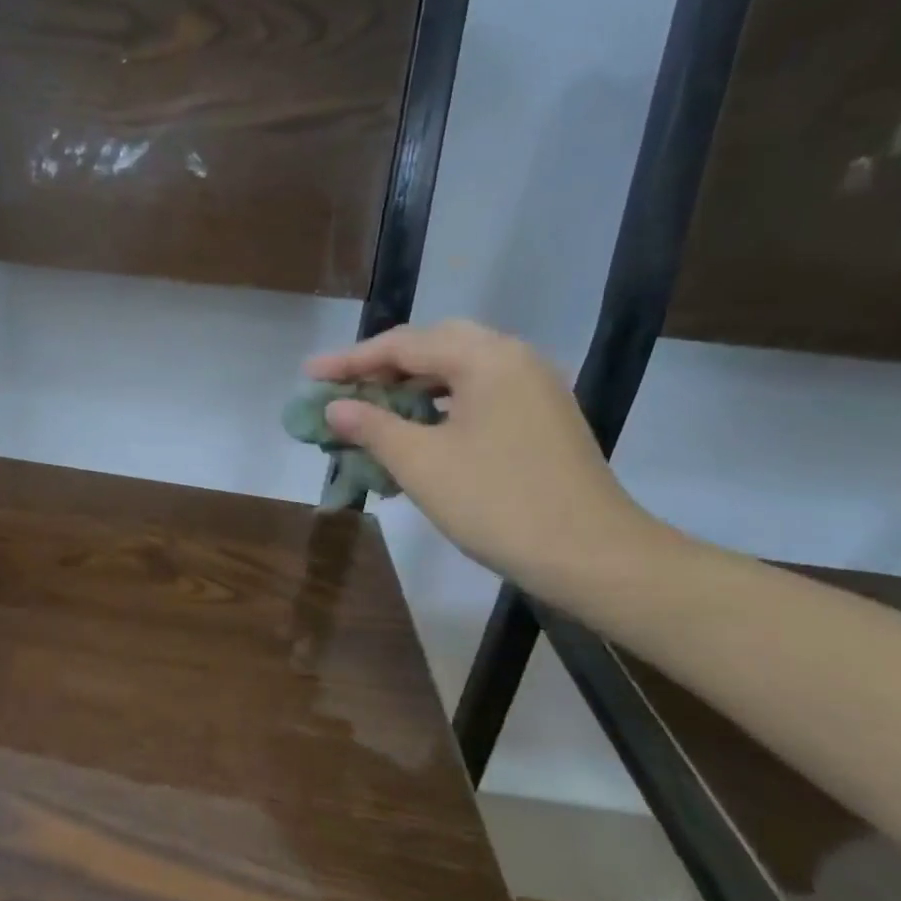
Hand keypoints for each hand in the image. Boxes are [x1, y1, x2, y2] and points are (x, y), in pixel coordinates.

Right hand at [305, 320, 661, 596]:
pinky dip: (440, 404)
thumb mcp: (421, 463)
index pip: (404, 345)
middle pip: (434, 347)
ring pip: (458, 371)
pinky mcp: (541, 417)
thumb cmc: (497, 503)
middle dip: (383, 366)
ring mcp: (534, 388)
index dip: (350, 361)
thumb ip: (372, 426)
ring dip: (411, 386)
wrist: (591, 555)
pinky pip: (478, 394)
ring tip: (372, 407)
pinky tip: (417, 429)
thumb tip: (334, 407)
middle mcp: (514, 359)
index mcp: (486, 359)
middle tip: (343, 387)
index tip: (309, 375)